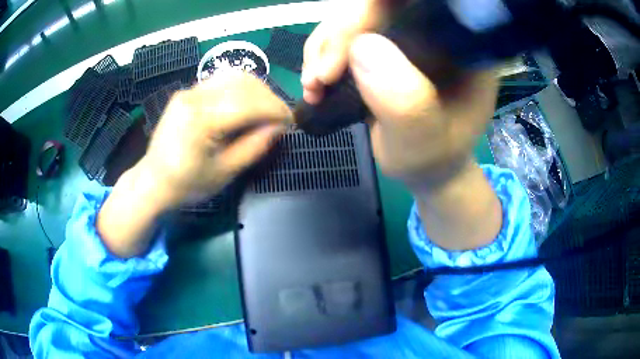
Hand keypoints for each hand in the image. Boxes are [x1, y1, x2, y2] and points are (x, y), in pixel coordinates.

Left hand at [98, 71, 290, 257]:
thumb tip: (278, 126)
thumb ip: (254, 146)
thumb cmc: (187, 183)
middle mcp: (194, 97)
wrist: (154, 180)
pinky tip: (248, 103)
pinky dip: (241, 88)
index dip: (274, 109)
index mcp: (200, 120)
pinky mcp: (188, 92)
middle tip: (281, 116)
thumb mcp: (224, 172)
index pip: (248, 104)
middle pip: (243, 84)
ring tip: (267, 109)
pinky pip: (221, 81)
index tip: (291, 120)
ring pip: (234, 76)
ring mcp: (189, 91)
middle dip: (269, 98)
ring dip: (257, 90)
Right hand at [302, 5, 501, 249]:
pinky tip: (316, 84)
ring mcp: (406, 36)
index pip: (420, 5)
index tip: (348, 47)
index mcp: (462, 47)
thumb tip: (362, 46)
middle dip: (340, 35)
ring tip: (314, 88)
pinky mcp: (383, 46)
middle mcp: (434, 32)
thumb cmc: (433, 157)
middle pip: (378, 6)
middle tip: (320, 78)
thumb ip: (405, 103)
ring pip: (354, 18)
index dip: (376, 11)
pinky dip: (321, 56)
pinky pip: (343, 36)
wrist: (423, 165)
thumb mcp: (424, 141)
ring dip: (322, 48)